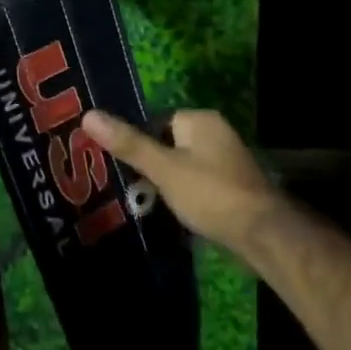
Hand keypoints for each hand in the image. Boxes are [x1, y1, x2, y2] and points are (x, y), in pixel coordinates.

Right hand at [82, 108, 285, 258]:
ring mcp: (228, 161)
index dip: (139, 142)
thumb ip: (128, 143)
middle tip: (129, 186)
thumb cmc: (210, 193)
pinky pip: (198, 184)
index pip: (157, 121)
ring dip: (168, 183)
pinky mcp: (234, 187)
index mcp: (200, 120)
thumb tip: (88, 115)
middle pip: (170, 143)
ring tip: (146, 202)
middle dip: (151, 165)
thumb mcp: (163, 168)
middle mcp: (217, 133)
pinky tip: (174, 213)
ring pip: (184, 166)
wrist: (262, 234)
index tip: (121, 165)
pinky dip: (185, 196)